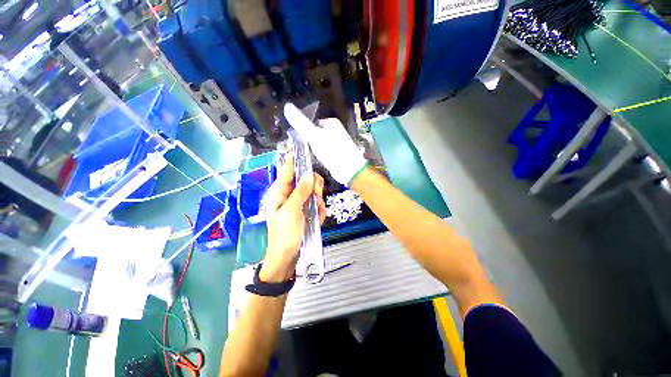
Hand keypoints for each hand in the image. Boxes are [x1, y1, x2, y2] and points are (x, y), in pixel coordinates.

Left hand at [261, 156, 325, 282]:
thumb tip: (308, 174)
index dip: (294, 161)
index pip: (287, 171)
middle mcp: (290, 196)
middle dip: (314, 187)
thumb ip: (300, 191)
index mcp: (281, 193)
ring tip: (318, 212)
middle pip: (305, 180)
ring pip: (314, 192)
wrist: (287, 257)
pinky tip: (318, 219)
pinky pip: (317, 205)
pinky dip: (320, 210)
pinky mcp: (307, 213)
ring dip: (318, 201)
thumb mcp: (291, 211)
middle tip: (316, 195)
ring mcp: (299, 204)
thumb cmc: (285, 234)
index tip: (303, 152)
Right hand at [284, 103, 367, 185]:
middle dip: (305, 140)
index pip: (311, 122)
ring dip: (309, 149)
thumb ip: (301, 122)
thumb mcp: (314, 135)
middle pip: (314, 133)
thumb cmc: (332, 150)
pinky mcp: (335, 155)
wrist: (349, 170)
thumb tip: (287, 106)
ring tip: (299, 154)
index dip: (301, 129)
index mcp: (331, 123)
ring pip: (318, 144)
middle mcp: (334, 131)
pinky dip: (316, 156)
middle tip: (294, 149)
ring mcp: (335, 144)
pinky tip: (310, 160)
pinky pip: (322, 153)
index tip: (292, 139)